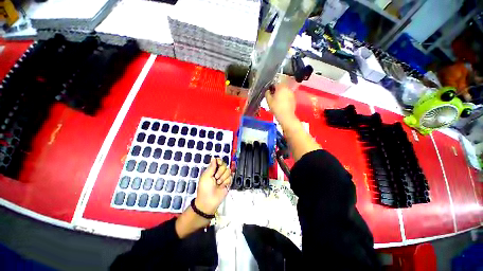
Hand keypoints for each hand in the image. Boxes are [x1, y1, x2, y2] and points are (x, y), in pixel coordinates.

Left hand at [195, 157, 231, 214]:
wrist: (209, 201)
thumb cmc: (205, 188)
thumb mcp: (206, 177)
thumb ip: (211, 167)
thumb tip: (213, 158)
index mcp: (212, 170)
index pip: (219, 161)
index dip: (220, 161)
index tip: (219, 164)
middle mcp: (218, 172)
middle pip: (225, 165)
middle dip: (220, 171)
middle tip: (215, 178)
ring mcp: (224, 177)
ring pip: (228, 171)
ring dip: (223, 178)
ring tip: (218, 184)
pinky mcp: (228, 183)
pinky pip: (230, 178)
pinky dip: (226, 182)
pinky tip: (222, 186)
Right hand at [265, 85, 295, 123]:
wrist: (286, 116)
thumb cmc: (276, 107)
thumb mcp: (269, 100)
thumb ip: (267, 93)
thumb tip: (268, 91)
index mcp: (281, 87)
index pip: (275, 84)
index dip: (271, 88)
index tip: (269, 93)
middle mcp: (287, 88)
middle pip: (281, 87)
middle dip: (276, 91)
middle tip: (273, 97)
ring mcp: (292, 93)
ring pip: (285, 91)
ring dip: (281, 94)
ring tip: (277, 101)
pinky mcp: (294, 98)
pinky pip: (288, 96)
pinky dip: (285, 98)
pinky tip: (282, 104)